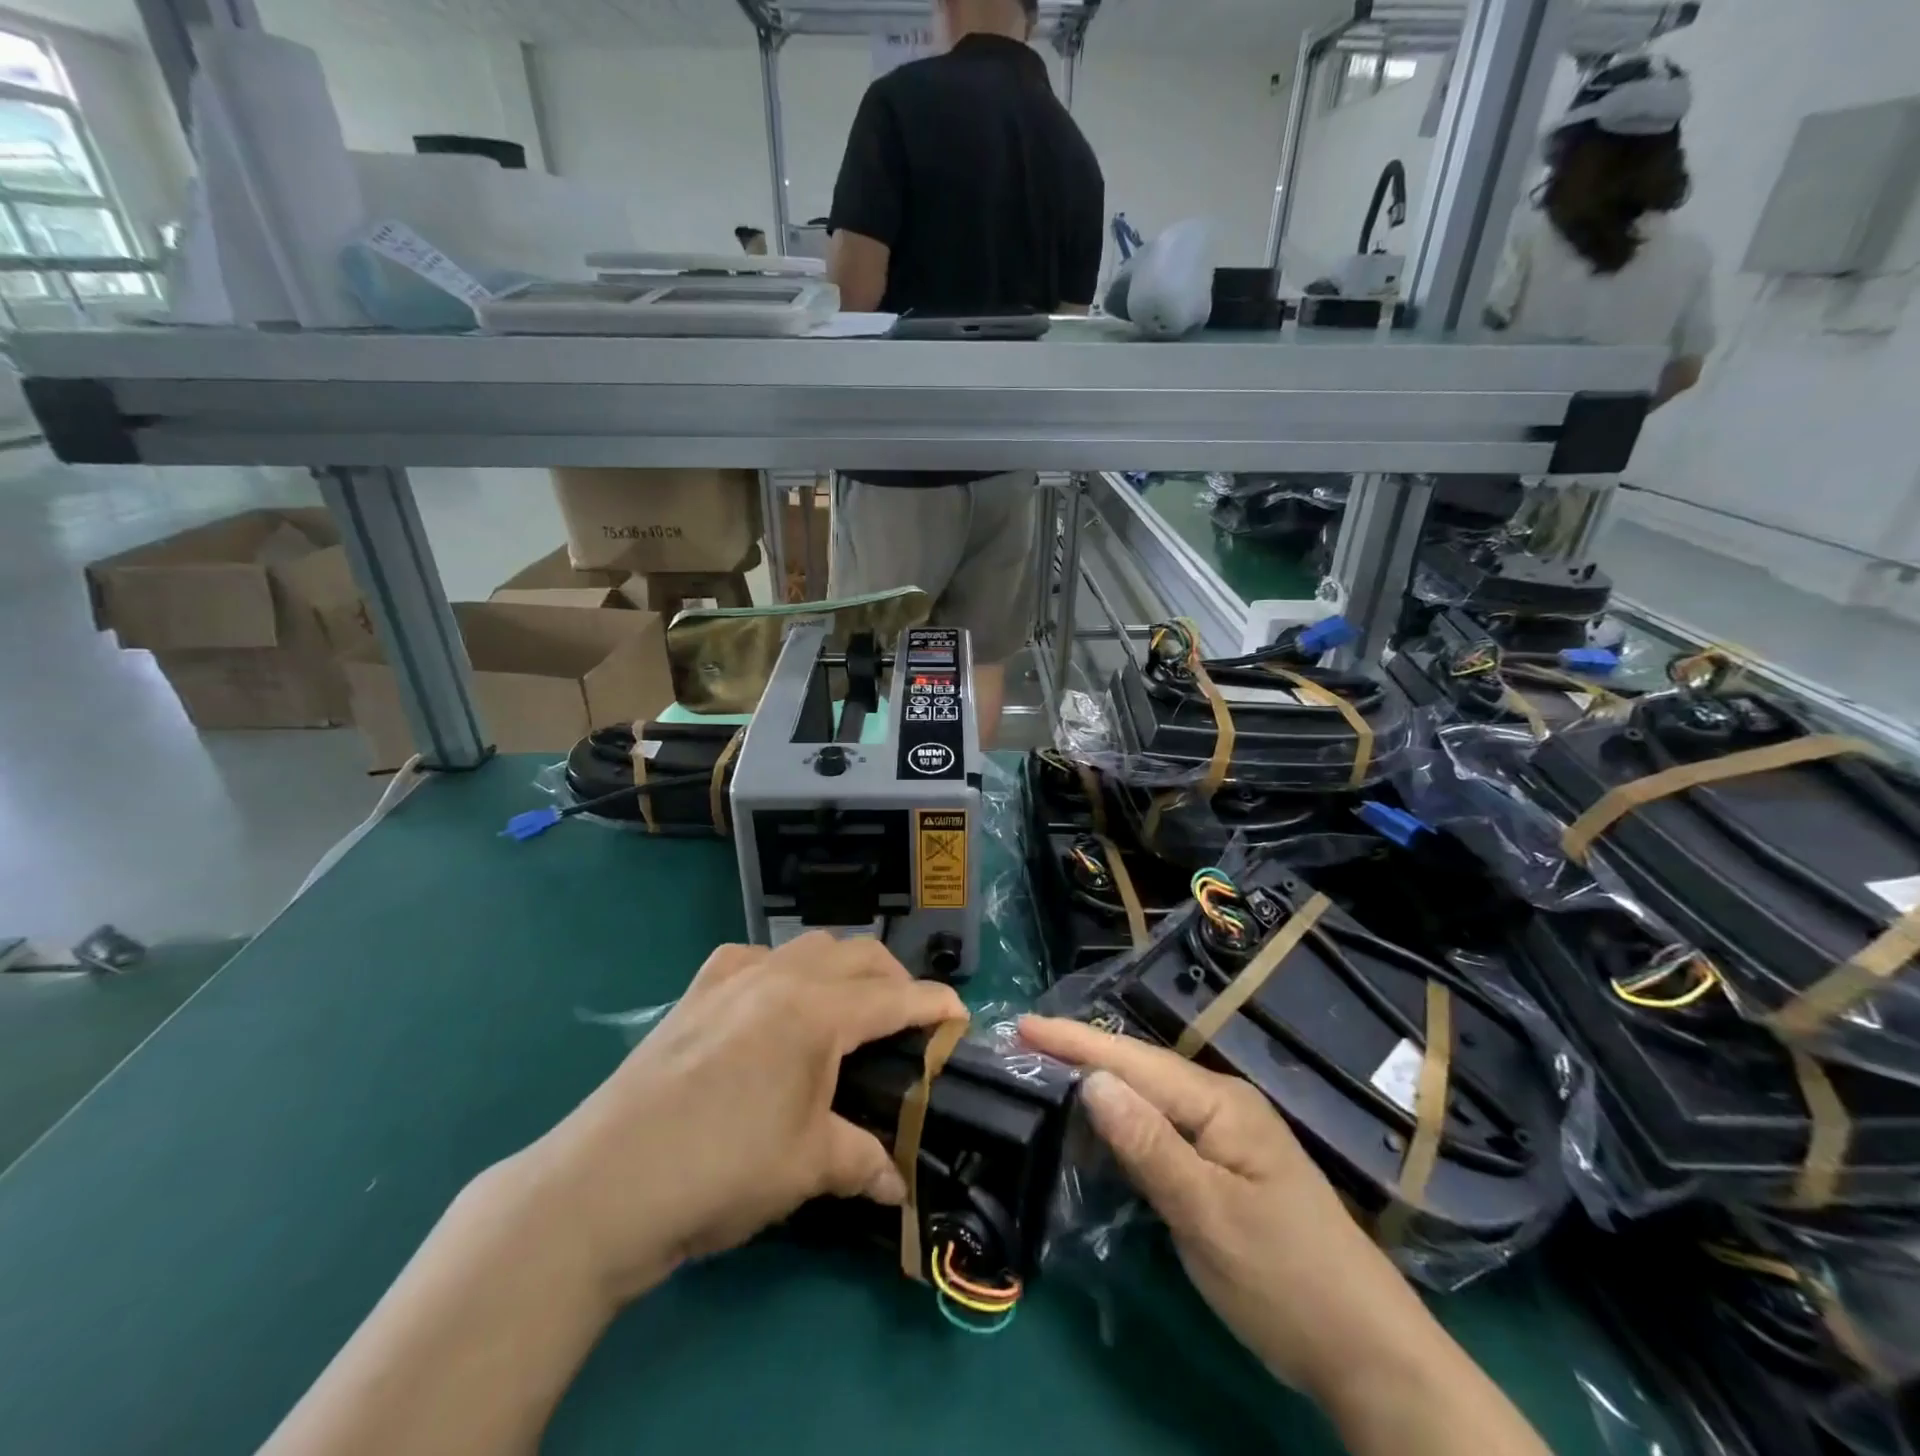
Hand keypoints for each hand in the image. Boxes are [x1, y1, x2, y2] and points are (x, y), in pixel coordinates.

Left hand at [522, 936, 965, 1305]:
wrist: (602, 1186)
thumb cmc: (719, 1172)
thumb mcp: (805, 1168)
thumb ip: (862, 1161)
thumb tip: (897, 1185)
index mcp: (816, 1013)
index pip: (894, 996)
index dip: (934, 1003)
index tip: (960, 1015)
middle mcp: (780, 977)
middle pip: (857, 954)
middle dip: (894, 979)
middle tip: (907, 1020)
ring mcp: (733, 976)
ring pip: (809, 946)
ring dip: (842, 967)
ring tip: (847, 1009)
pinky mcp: (697, 990)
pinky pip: (756, 957)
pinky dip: (784, 969)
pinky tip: (774, 1003)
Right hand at [1017, 1015, 1434, 1399]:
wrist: (1367, 1353)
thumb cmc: (1285, 1280)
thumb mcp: (1208, 1216)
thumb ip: (1148, 1145)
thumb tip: (1091, 1079)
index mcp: (1219, 1103)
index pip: (1133, 1061)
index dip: (1074, 1041)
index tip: (1022, 1024)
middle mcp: (1221, 1104)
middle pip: (1138, 1070)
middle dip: (1080, 1054)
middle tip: (1023, 1045)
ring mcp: (1224, 1134)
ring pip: (1148, 1099)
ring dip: (1097, 1087)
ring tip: (1044, 1074)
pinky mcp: (1222, 1166)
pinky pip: (1160, 1130)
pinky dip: (1121, 1126)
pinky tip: (1095, 1131)